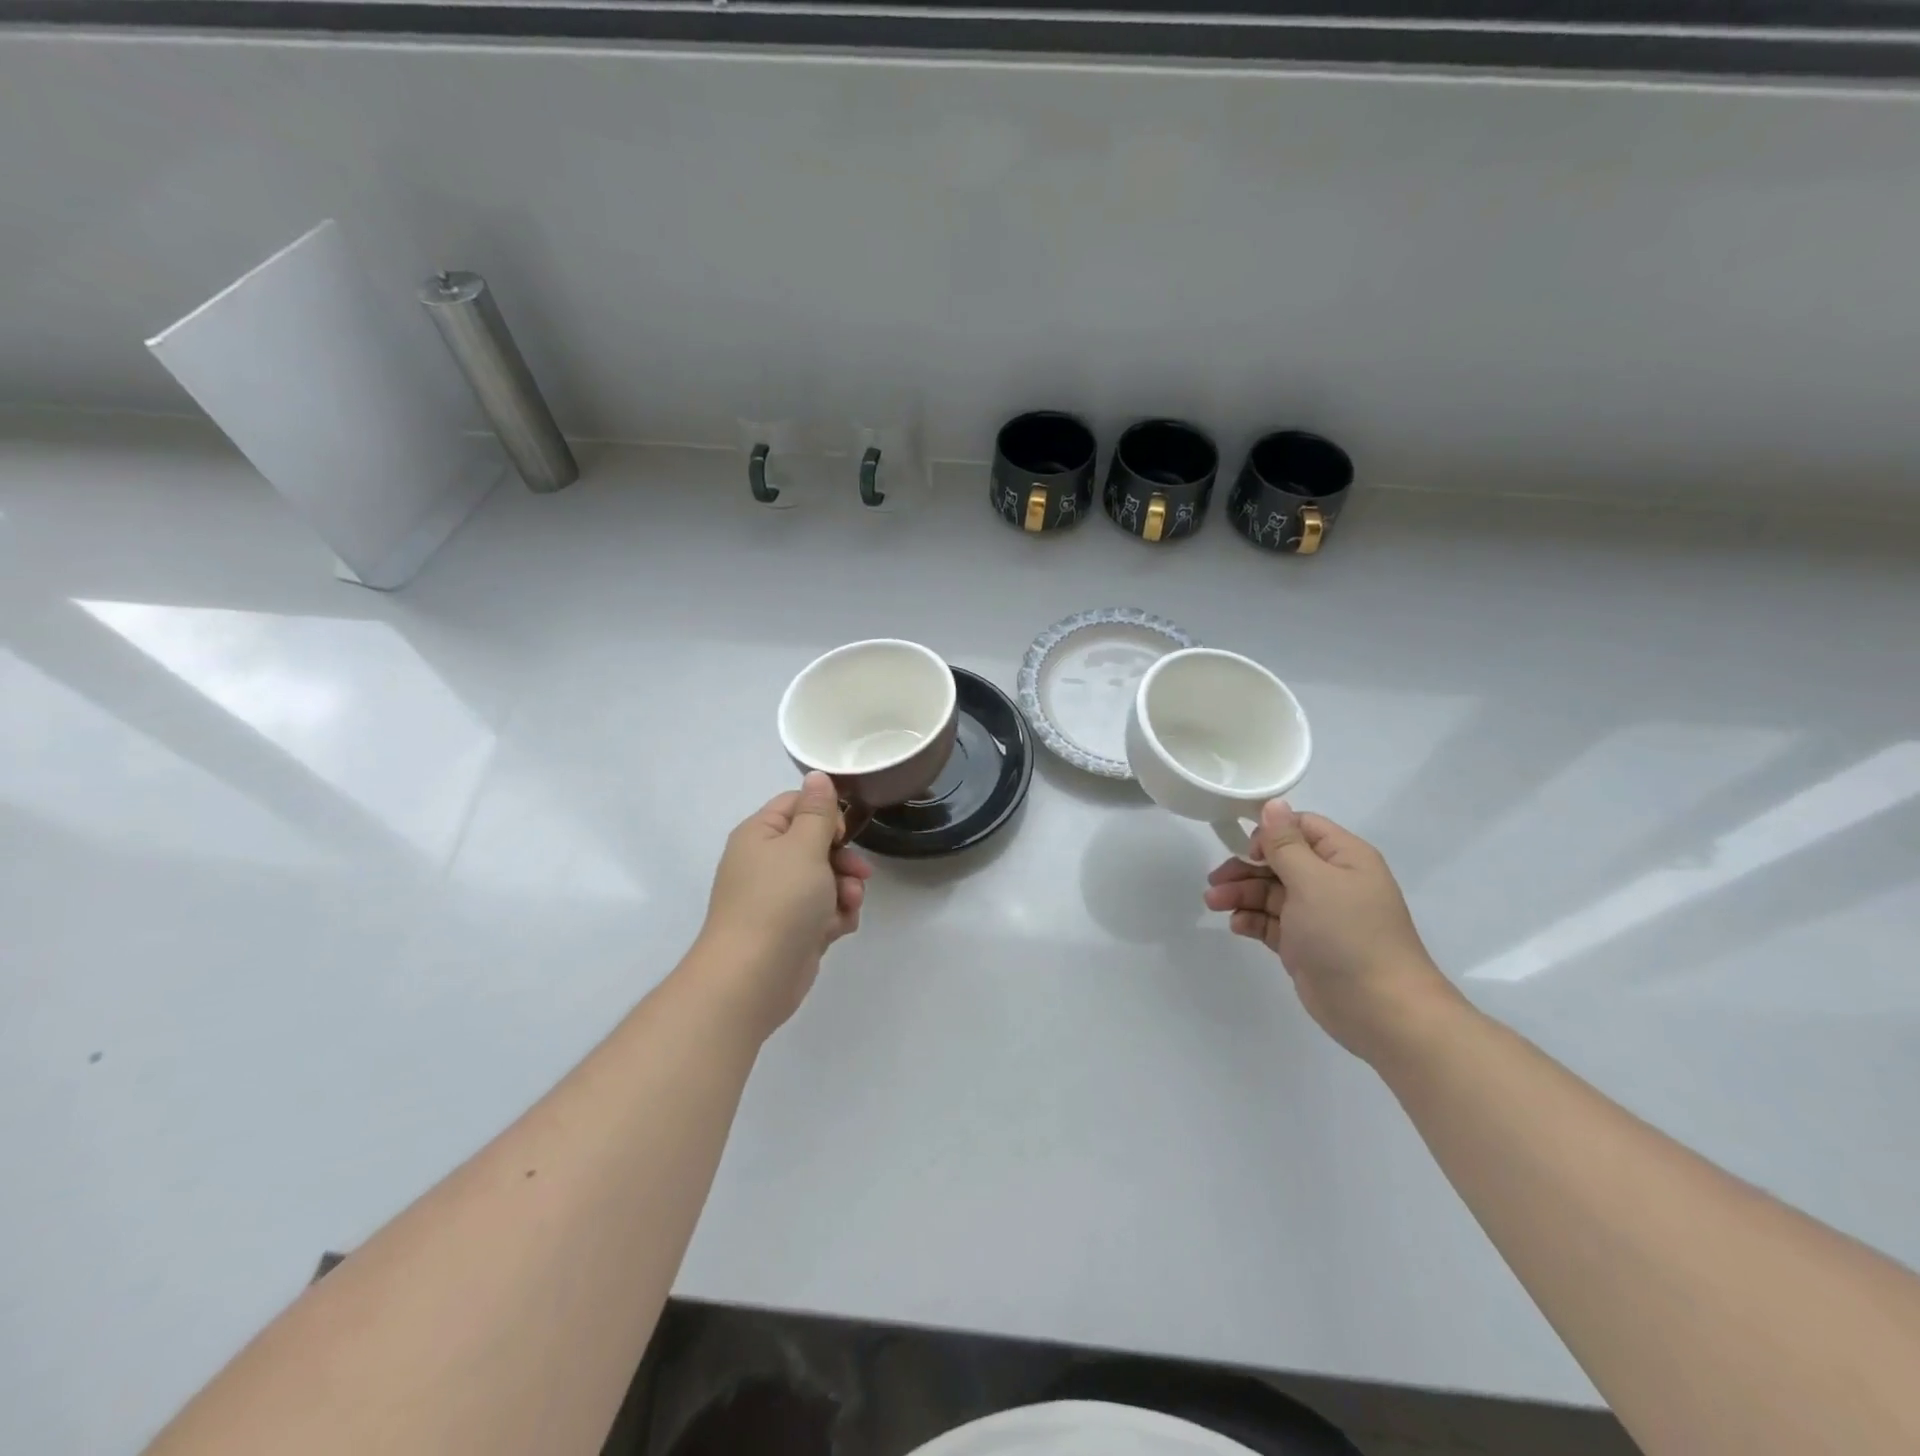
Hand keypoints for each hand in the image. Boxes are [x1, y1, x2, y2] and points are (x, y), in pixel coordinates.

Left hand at [696, 773, 871, 1038]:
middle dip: (843, 858)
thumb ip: (817, 811)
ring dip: (845, 889)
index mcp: (760, 834)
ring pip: (825, 879)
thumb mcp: (803, 847)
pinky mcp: (792, 929)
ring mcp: (778, 898)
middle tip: (859, 872)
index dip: (825, 814)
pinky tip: (837, 929)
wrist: (753, 977)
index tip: (843, 832)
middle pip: (816, 843)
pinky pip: (823, 910)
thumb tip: (817, 774)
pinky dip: (835, 916)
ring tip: (848, 904)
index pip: (796, 804)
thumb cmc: (779, 901)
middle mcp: (766, 862)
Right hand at [1204, 801, 1458, 1063]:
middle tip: (1214, 881)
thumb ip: (1285, 844)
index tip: (1245, 850)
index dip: (1270, 834)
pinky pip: (1272, 922)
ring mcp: (1318, 915)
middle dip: (1245, 868)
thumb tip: (1273, 804)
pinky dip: (1252, 920)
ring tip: (1214, 904)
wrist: (1380, 1010)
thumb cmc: (1348, 935)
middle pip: (1280, 861)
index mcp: (1344, 857)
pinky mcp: (1305, 944)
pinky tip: (1237, 926)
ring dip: (1241, 894)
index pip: (1301, 828)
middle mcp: (1332, 881)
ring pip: (1270, 893)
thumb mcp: (1313, 881)